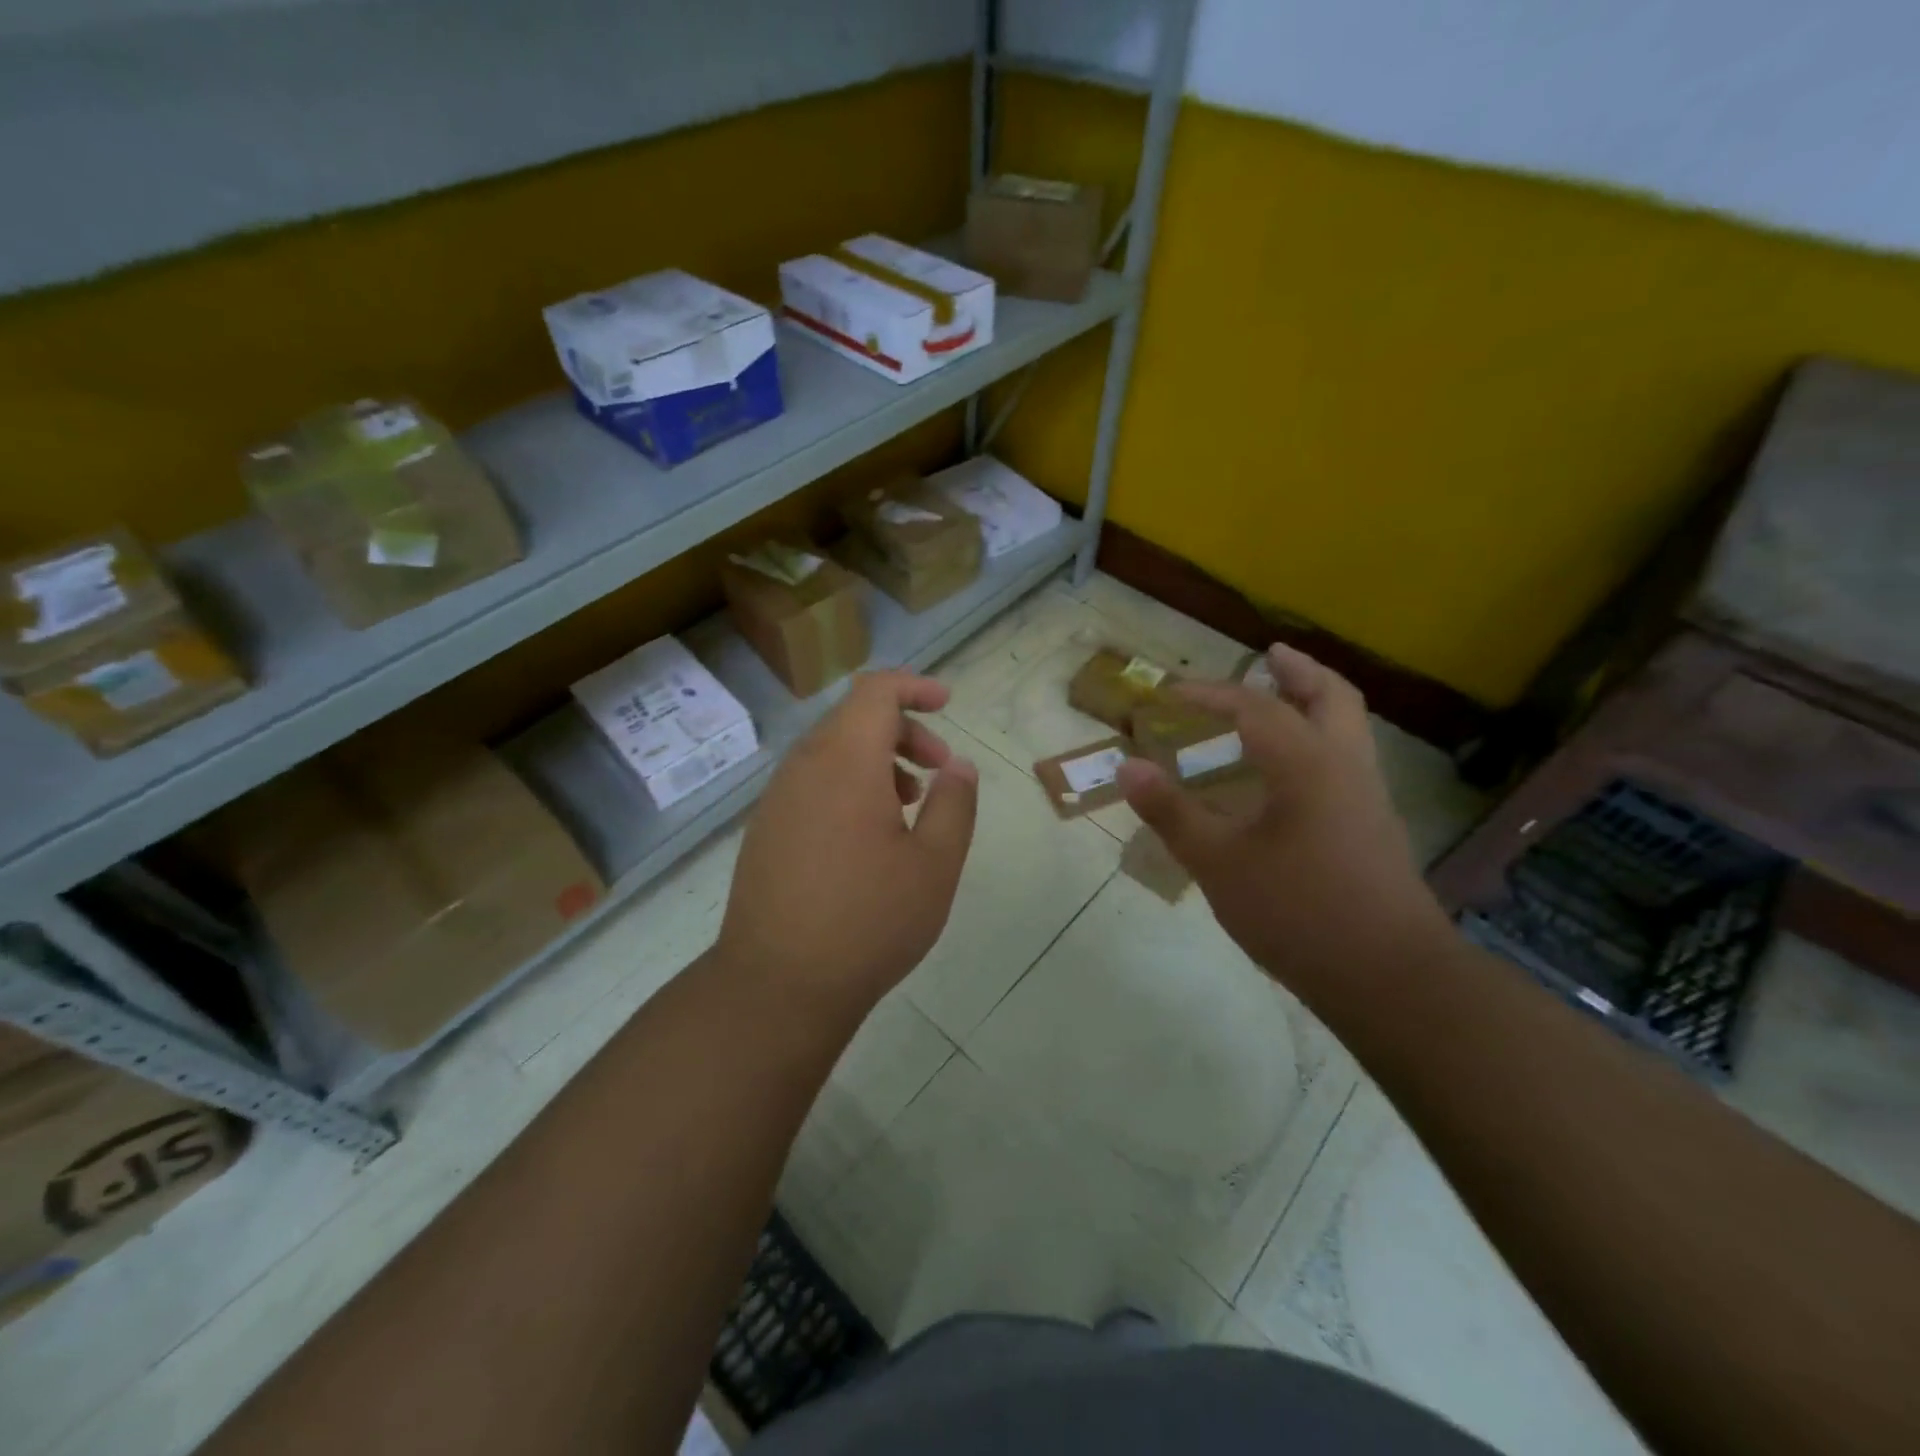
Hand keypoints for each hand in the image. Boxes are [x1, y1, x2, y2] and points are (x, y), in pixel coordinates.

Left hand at [715, 671, 978, 1017]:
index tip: (947, 703)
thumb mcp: (934, 864)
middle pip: (854, 719)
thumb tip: (959, 766)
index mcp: (845, 762)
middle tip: (940, 770)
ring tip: (910, 805)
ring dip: (877, 761)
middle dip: (904, 731)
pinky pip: (812, 782)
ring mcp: (778, 798)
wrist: (777, 984)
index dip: (914, 686)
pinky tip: (870, 836)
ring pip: (832, 752)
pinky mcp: (766, 828)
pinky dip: (849, 785)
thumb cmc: (868, 920)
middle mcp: (804, 767)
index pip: (875, 691)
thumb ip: (954, 804)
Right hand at [1117, 645, 1450, 1002]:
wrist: (1389, 978)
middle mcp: (1345, 767)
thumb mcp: (1218, 863)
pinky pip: (1347, 761)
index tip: (1169, 692)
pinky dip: (1320, 741)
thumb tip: (1127, 767)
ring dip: (1314, 702)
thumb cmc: (1297, 912)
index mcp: (1307, 764)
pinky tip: (1290, 773)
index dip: (1209, 695)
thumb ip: (1172, 813)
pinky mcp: (1375, 829)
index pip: (1254, 707)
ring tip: (1281, 700)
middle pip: (1331, 697)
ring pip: (1348, 728)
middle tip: (1268, 655)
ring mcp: (1368, 799)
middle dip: (1297, 670)